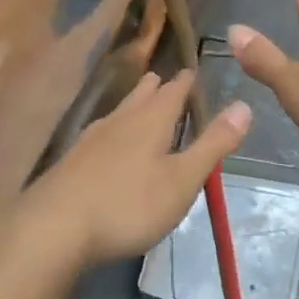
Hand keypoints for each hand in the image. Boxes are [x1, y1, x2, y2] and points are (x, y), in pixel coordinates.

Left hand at [26, 71, 249, 267]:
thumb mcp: (182, 179)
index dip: (185, 82)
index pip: (173, 92)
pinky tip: (105, 142)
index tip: (193, 70)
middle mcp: (120, 121)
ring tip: (138, 100)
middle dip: (156, 88)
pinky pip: (100, 133)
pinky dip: (113, 129)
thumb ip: (212, 144)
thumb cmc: (128, 204)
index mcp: (150, 121)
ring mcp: (91, 140)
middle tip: (164, 79)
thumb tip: (244, 105)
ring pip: (118, 112)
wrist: (54, 228)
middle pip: (141, 96)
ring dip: (132, 104)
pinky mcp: (72, 161)